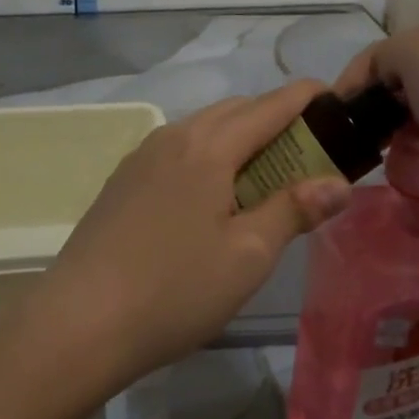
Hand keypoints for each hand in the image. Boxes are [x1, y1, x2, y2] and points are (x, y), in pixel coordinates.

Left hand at [27, 81, 352, 390]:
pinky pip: (177, 151)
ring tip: (264, 177)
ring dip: (239, 138)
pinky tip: (211, 197)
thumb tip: (338, 182)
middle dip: (275, 118)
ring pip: (202, 129)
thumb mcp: (247, 255)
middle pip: (234, 111)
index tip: (336, 99)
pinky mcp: (122, 182)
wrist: (80, 321)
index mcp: (208, 146)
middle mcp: (173, 137)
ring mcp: (141, 158)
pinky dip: (207, 156)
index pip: (269, 106)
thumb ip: (294, 210)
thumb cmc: (175, 289)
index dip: (306, 97)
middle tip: (308, 153)